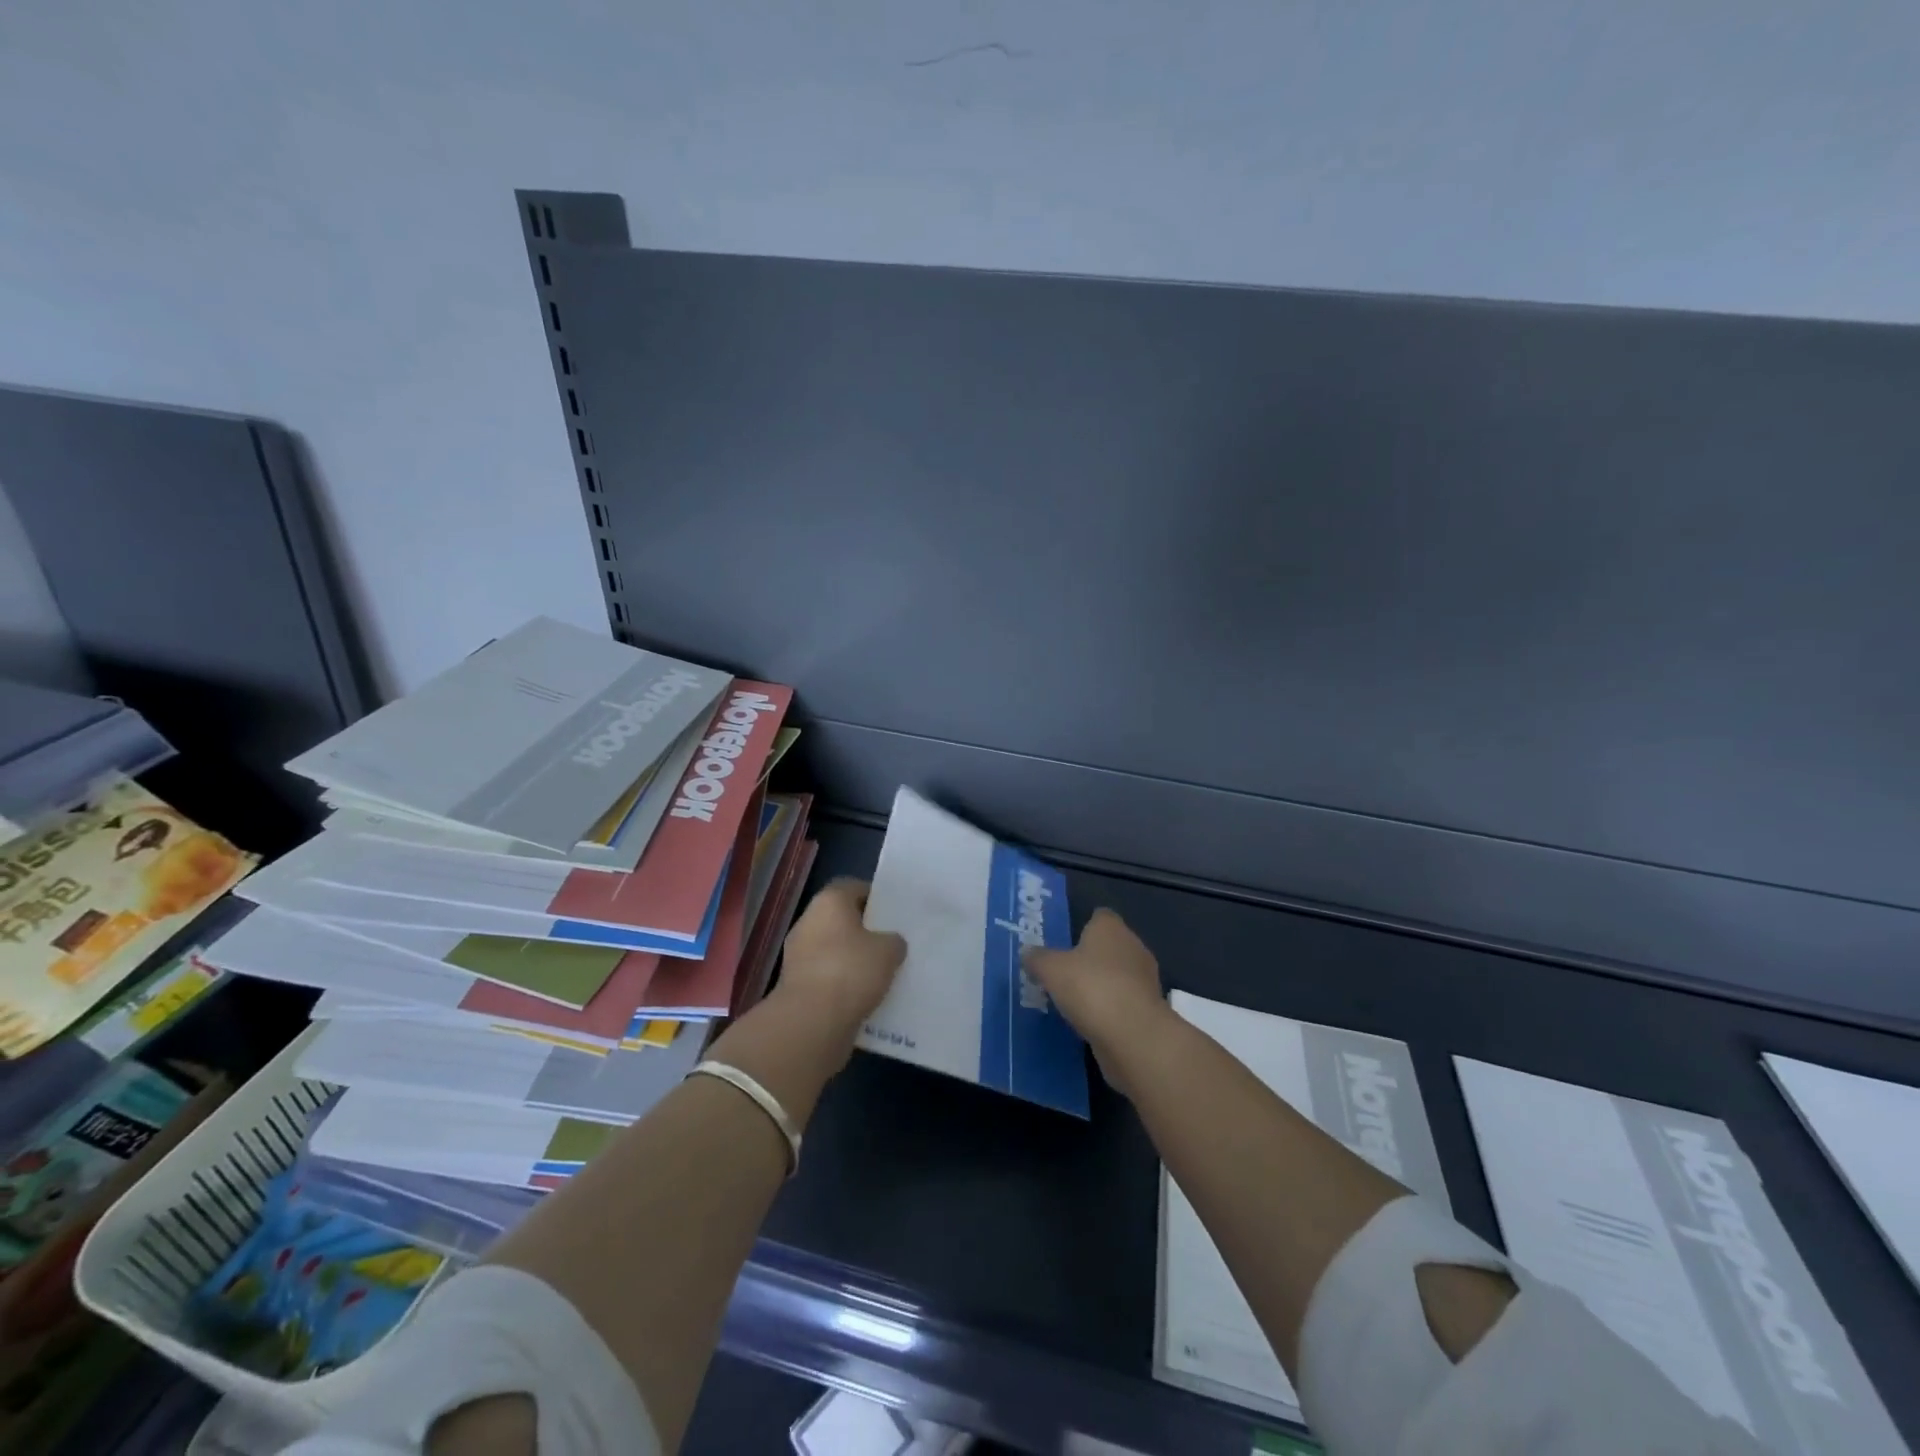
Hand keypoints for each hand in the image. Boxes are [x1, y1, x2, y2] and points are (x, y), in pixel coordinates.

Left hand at [778, 879, 905, 1042]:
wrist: (810, 1022)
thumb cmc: (851, 971)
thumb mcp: (889, 950)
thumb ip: (894, 941)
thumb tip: (890, 943)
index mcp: (828, 902)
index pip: (852, 887)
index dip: (874, 897)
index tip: (893, 912)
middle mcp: (808, 922)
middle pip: (841, 919)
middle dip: (864, 930)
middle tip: (891, 942)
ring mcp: (798, 955)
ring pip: (834, 950)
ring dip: (853, 959)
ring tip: (882, 973)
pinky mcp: (796, 986)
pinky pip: (827, 977)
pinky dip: (843, 983)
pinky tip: (865, 995)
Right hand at [1022, 908, 1167, 1096]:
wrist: (1133, 1035)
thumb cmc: (1091, 987)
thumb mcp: (1051, 970)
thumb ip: (1038, 959)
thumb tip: (1027, 952)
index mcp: (1111, 928)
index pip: (1099, 916)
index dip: (1083, 926)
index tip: (1064, 944)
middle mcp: (1133, 946)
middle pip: (1109, 946)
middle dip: (1090, 959)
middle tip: (1063, 974)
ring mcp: (1145, 980)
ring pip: (1118, 976)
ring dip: (1101, 986)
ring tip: (1073, 1001)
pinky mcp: (1149, 1010)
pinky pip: (1123, 1003)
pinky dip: (1110, 1010)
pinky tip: (1090, 1022)